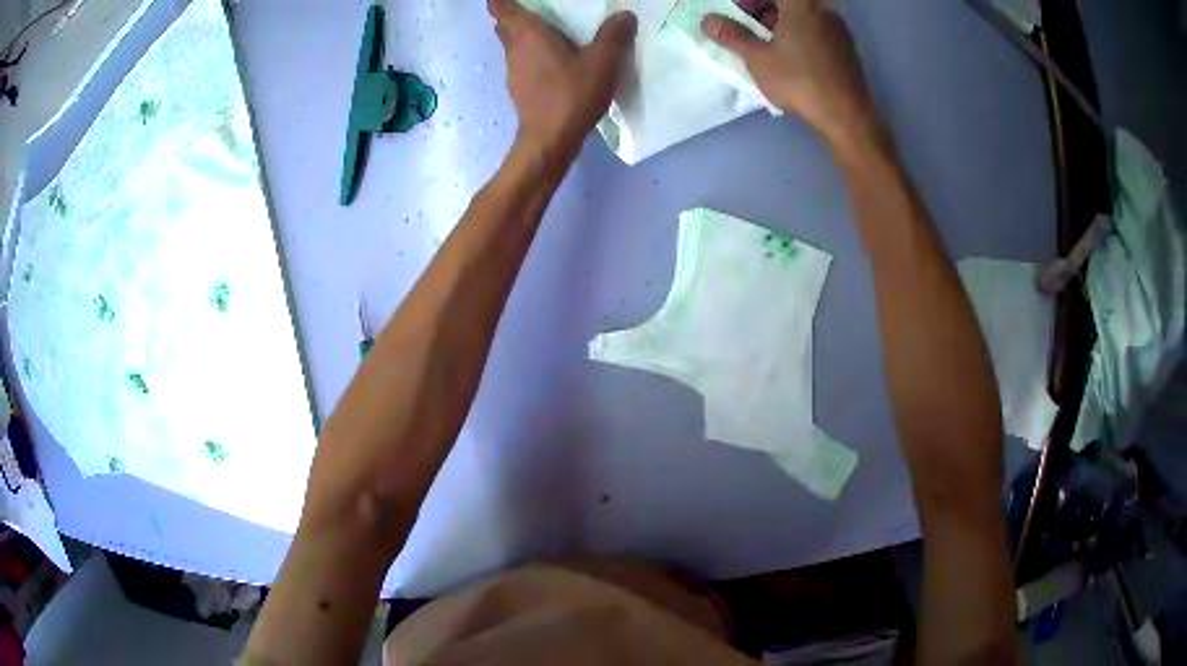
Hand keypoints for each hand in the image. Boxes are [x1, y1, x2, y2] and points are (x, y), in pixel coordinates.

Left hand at [488, 0, 636, 165]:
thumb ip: (614, 35)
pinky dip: (530, 58)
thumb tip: (625, 16)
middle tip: (533, 11)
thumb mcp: (603, 60)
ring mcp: (513, 72)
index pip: (502, 7)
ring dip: (522, 38)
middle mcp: (514, 49)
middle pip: (503, 26)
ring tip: (547, 35)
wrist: (551, 138)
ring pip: (511, 46)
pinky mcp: (518, 90)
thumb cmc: (572, 92)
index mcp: (528, 33)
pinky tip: (551, 64)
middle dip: (511, 16)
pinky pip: (521, 64)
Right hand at [702, 0, 881, 149]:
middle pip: (788, 1)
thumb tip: (708, 21)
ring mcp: (837, 28)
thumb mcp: (758, 59)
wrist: (847, 115)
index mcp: (800, 5)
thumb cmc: (800, 81)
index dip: (750, 1)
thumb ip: (732, 36)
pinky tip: (790, 55)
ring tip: (766, 43)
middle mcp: (822, 10)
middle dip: (763, 7)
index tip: (738, 13)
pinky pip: (816, 28)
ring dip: (781, 20)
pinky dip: (799, 32)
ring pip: (803, 13)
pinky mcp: (846, 47)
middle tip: (747, 25)